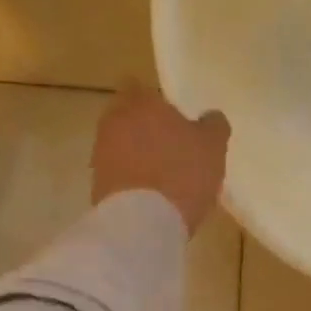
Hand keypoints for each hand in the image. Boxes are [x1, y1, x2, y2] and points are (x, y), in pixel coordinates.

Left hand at [91, 85, 230, 235]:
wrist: (142, 223)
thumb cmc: (182, 173)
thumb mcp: (213, 146)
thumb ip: (213, 125)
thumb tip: (210, 117)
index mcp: (141, 103)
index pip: (140, 87)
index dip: (156, 100)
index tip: (173, 115)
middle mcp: (114, 122)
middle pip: (128, 117)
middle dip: (146, 128)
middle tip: (173, 146)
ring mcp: (101, 154)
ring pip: (122, 146)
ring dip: (139, 156)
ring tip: (165, 176)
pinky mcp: (96, 184)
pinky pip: (119, 174)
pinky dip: (133, 180)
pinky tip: (154, 197)